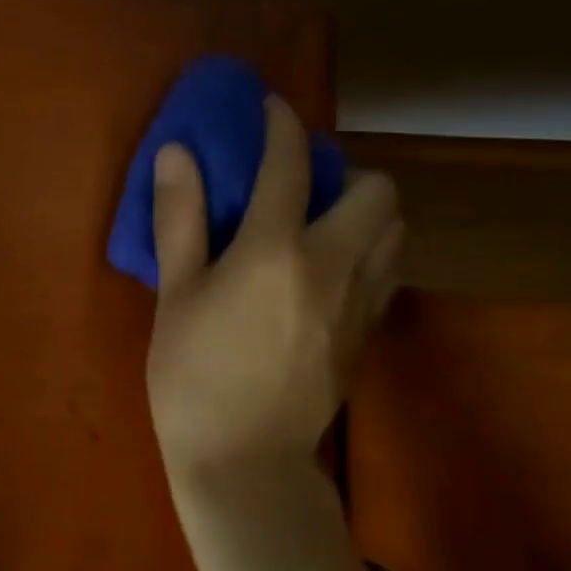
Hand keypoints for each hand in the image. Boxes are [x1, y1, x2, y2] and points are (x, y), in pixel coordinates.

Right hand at [146, 96, 402, 483]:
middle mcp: (333, 264)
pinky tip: (329, 269)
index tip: (271, 108)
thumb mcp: (175, 294)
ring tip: (320, 224)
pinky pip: (389, 269)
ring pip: (396, 229)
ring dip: (365, 211)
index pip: (290, 163)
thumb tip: (177, 152)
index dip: (281, 125)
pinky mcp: (368, 333)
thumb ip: (180, 218)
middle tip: (300, 187)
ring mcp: (360, 301)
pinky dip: (370, 250)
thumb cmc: (192, 376)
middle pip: (376, 190)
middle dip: (344, 172)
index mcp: (275, 249)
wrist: (244, 462)